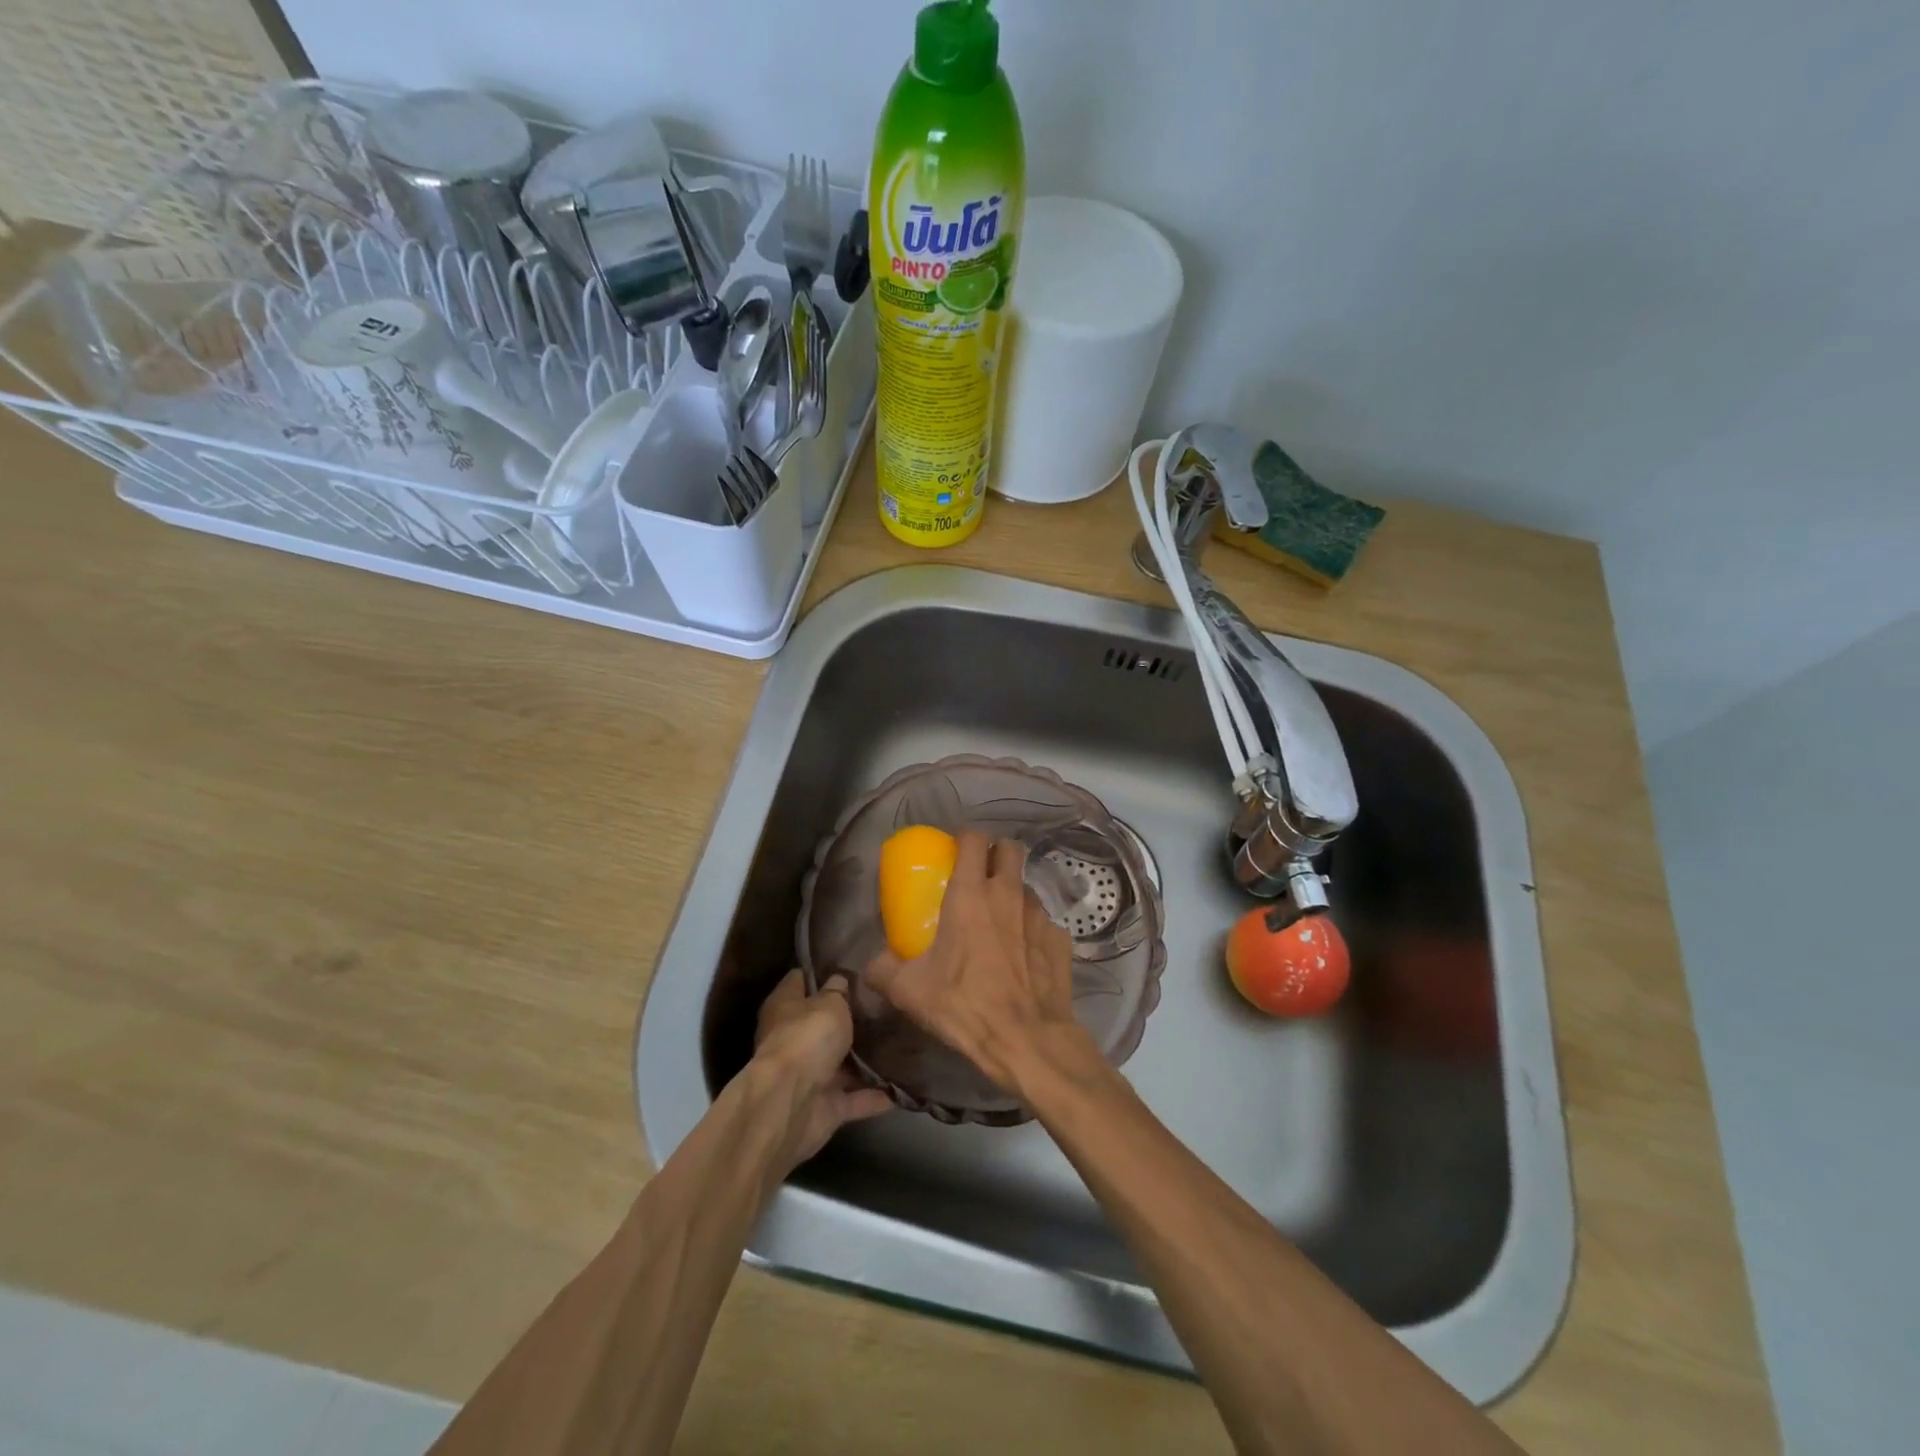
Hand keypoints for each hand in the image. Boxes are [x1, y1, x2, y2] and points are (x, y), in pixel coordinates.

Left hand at [751, 969, 892, 1169]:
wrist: (791, 1103)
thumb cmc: (807, 1038)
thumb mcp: (830, 1003)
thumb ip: (838, 991)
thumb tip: (840, 981)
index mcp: (785, 1007)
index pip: (800, 980)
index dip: (822, 973)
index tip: (852, 967)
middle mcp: (794, 1039)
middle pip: (823, 1024)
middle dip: (851, 1018)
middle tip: (886, 1004)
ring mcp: (809, 1075)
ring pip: (842, 1064)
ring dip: (866, 1060)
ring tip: (903, 1043)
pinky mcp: (825, 1106)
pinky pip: (856, 1098)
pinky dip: (876, 1096)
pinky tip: (905, 1086)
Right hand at [865, 832, 1080, 1093]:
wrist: (1025, 1040)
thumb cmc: (964, 1005)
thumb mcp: (909, 991)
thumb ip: (883, 970)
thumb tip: (870, 965)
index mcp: (971, 894)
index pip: (973, 839)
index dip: (964, 838)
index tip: (954, 852)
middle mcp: (1008, 893)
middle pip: (1009, 848)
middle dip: (996, 853)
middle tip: (981, 876)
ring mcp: (1040, 914)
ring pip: (1027, 886)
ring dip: (1013, 895)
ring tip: (1001, 922)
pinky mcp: (1060, 938)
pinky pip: (1044, 922)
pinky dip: (1032, 930)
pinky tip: (1023, 955)